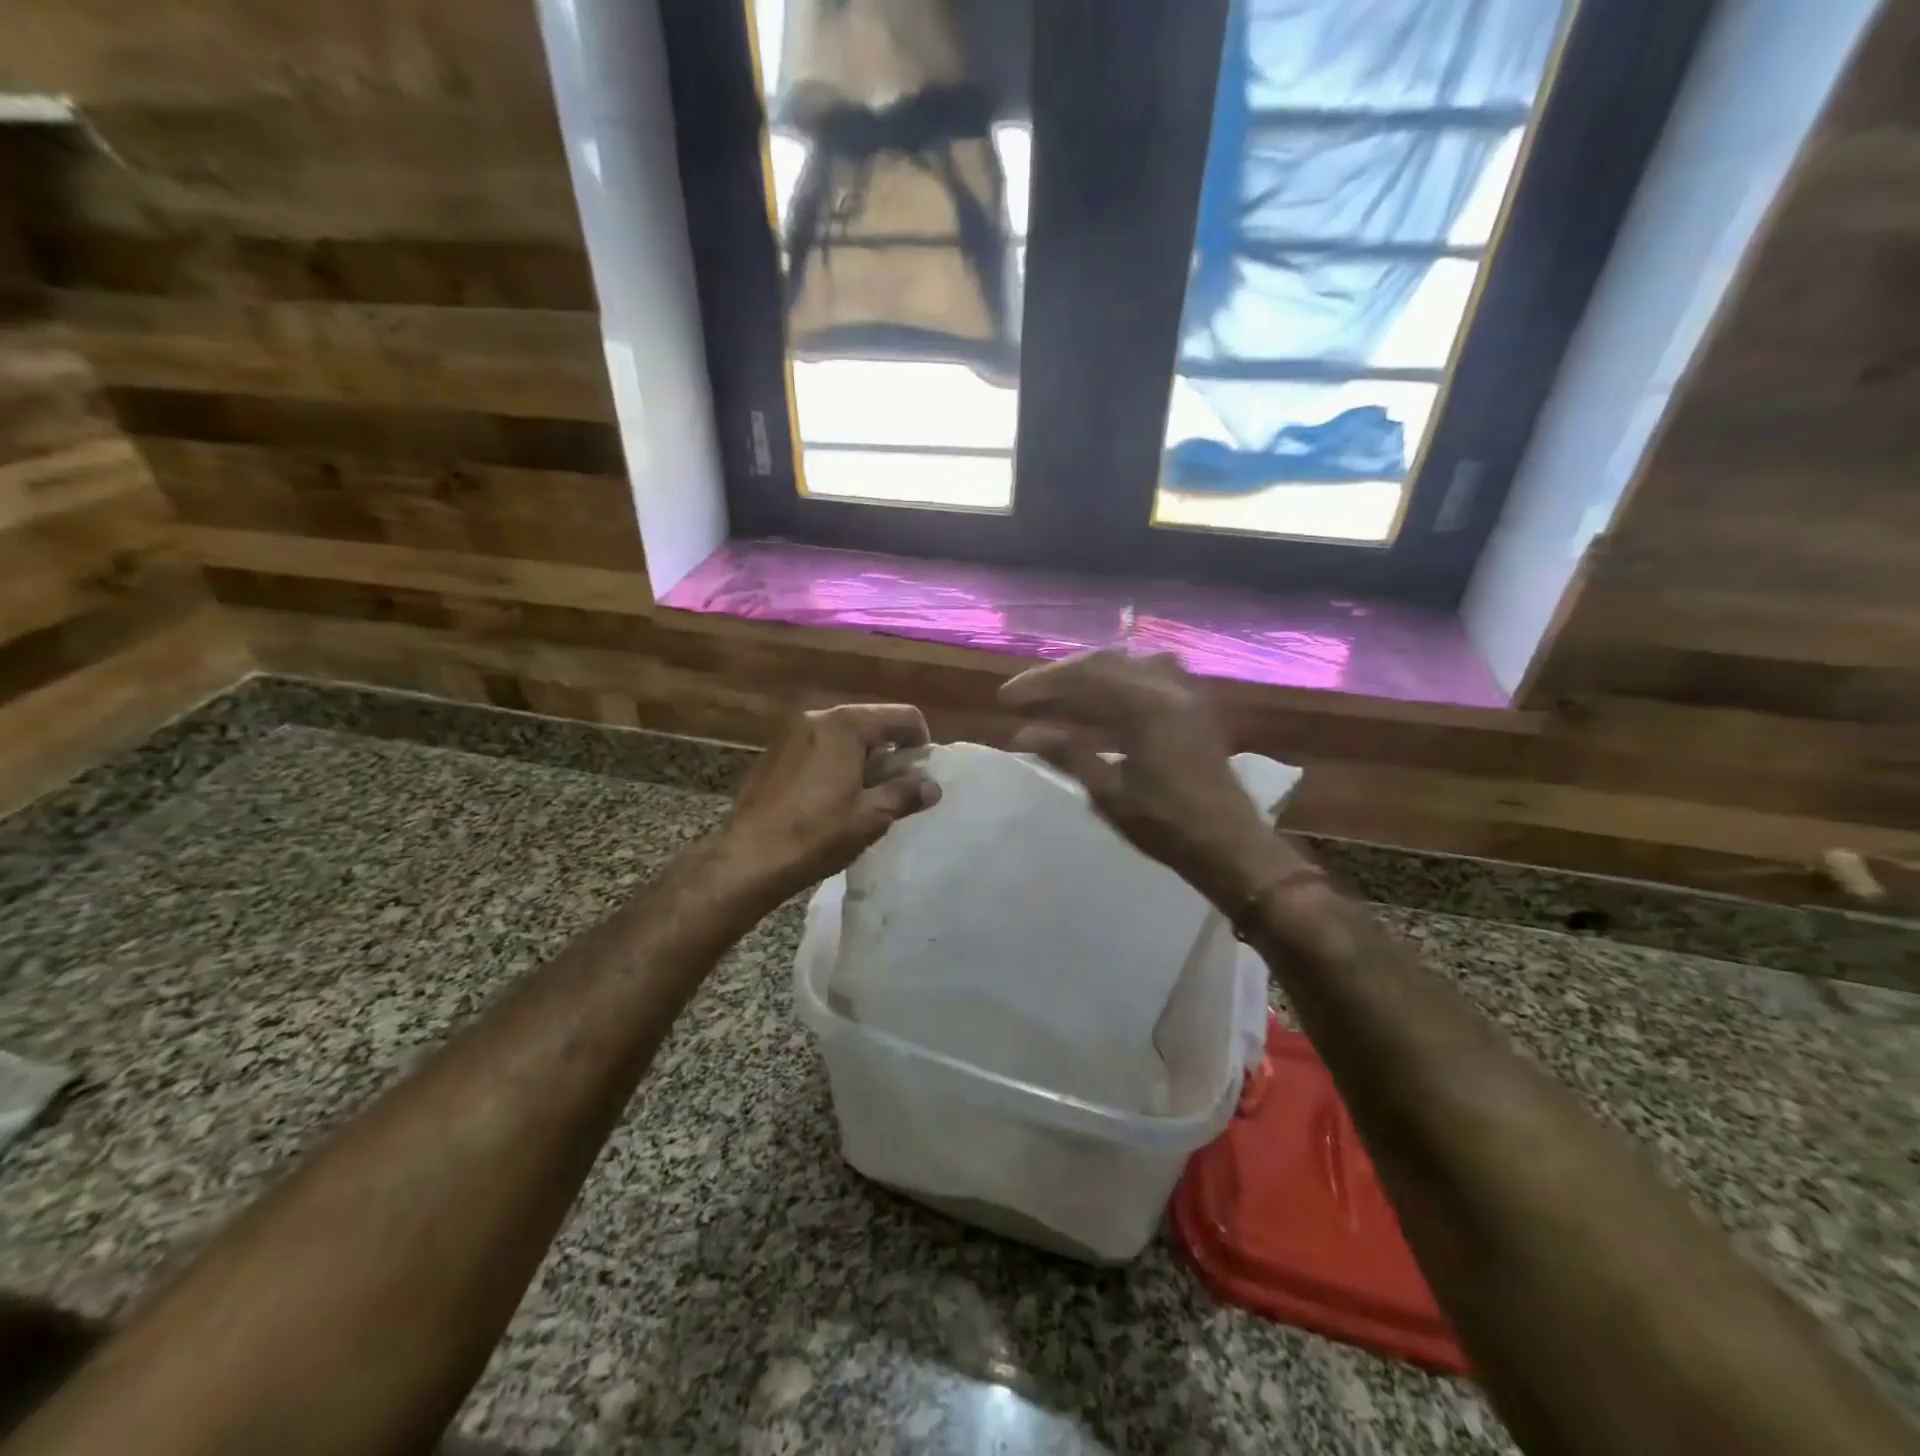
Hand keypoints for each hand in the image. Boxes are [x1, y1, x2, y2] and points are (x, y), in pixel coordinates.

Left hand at [719, 703, 940, 899]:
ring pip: (843, 735)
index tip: (922, 774)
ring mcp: (791, 733)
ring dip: (863, 757)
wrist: (748, 859)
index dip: (921, 742)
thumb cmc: (817, 834)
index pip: (902, 716)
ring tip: (867, 795)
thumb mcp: (872, 816)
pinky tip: (832, 798)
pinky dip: (836, 762)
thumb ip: (906, 794)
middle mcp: (817, 717)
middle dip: (891, 750)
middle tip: (898, 787)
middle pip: (871, 722)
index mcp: (845, 724)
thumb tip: (932, 786)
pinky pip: (819, 747)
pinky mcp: (774, 753)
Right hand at [999, 651, 1307, 906]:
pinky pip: (1149, 678)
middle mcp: (1168, 687)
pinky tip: (1100, 703)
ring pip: (1127, 666)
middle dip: (1061, 675)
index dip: (1040, 683)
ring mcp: (1185, 695)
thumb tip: (1024, 735)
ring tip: (1058, 695)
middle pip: (1104, 662)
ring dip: (1089, 675)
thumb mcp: (1109, 792)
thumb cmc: (1166, 825)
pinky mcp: (1193, 709)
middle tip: (1027, 695)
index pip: (1083, 676)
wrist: (1230, 846)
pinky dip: (1117, 683)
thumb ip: (1068, 754)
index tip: (1006, 698)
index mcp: (1147, 705)